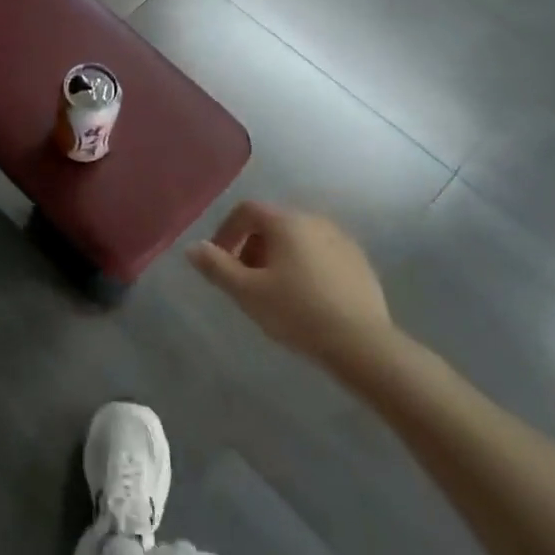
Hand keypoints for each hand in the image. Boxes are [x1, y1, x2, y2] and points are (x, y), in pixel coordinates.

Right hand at [187, 202, 398, 374]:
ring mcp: (342, 240)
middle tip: (244, 280)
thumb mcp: (246, 292)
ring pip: (298, 239)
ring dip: (278, 257)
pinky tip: (305, 298)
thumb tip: (192, 247)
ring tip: (273, 291)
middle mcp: (315, 221)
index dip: (226, 231)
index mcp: (286, 222)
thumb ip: (216, 266)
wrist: (361, 344)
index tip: (219, 260)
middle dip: (252, 247)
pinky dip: (304, 266)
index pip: (247, 211)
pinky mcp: (360, 263)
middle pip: (272, 224)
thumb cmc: (296, 311)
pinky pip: (321, 254)